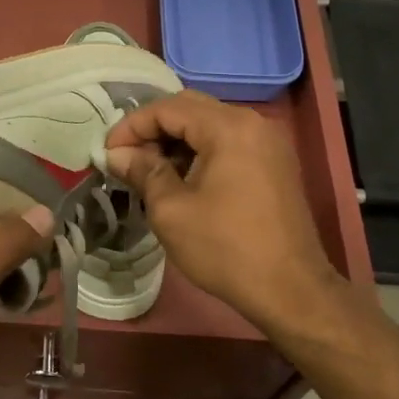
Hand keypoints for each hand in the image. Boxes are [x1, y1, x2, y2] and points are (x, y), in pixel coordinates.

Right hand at [105, 91, 340, 331]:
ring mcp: (268, 141)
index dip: (132, 126)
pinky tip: (181, 178)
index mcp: (228, 127)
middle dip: (152, 129)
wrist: (291, 290)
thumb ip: (142, 171)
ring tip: (148, 171)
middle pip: (190, 109)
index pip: (168, 108)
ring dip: (175, 141)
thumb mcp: (171, 210)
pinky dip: (200, 152)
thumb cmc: (225, 248)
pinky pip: (228, 142)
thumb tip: (117, 154)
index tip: (108, 152)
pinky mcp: (275, 162)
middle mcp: (252, 122)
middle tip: (125, 158)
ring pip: (209, 125)